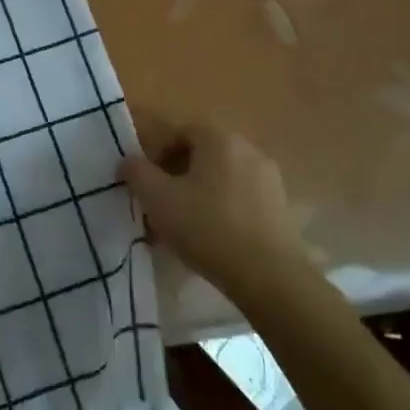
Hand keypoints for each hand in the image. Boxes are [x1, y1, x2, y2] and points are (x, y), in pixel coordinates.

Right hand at [118, 120, 304, 292]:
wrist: (270, 278)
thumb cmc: (207, 228)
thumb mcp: (157, 198)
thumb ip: (136, 172)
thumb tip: (128, 161)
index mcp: (220, 139)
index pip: (179, 131)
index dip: (155, 152)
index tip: (144, 180)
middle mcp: (249, 150)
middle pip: (201, 154)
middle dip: (175, 175)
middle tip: (158, 202)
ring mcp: (269, 180)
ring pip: (220, 179)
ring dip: (196, 194)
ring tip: (180, 225)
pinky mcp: (280, 209)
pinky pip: (239, 199)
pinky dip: (220, 209)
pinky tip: (208, 238)